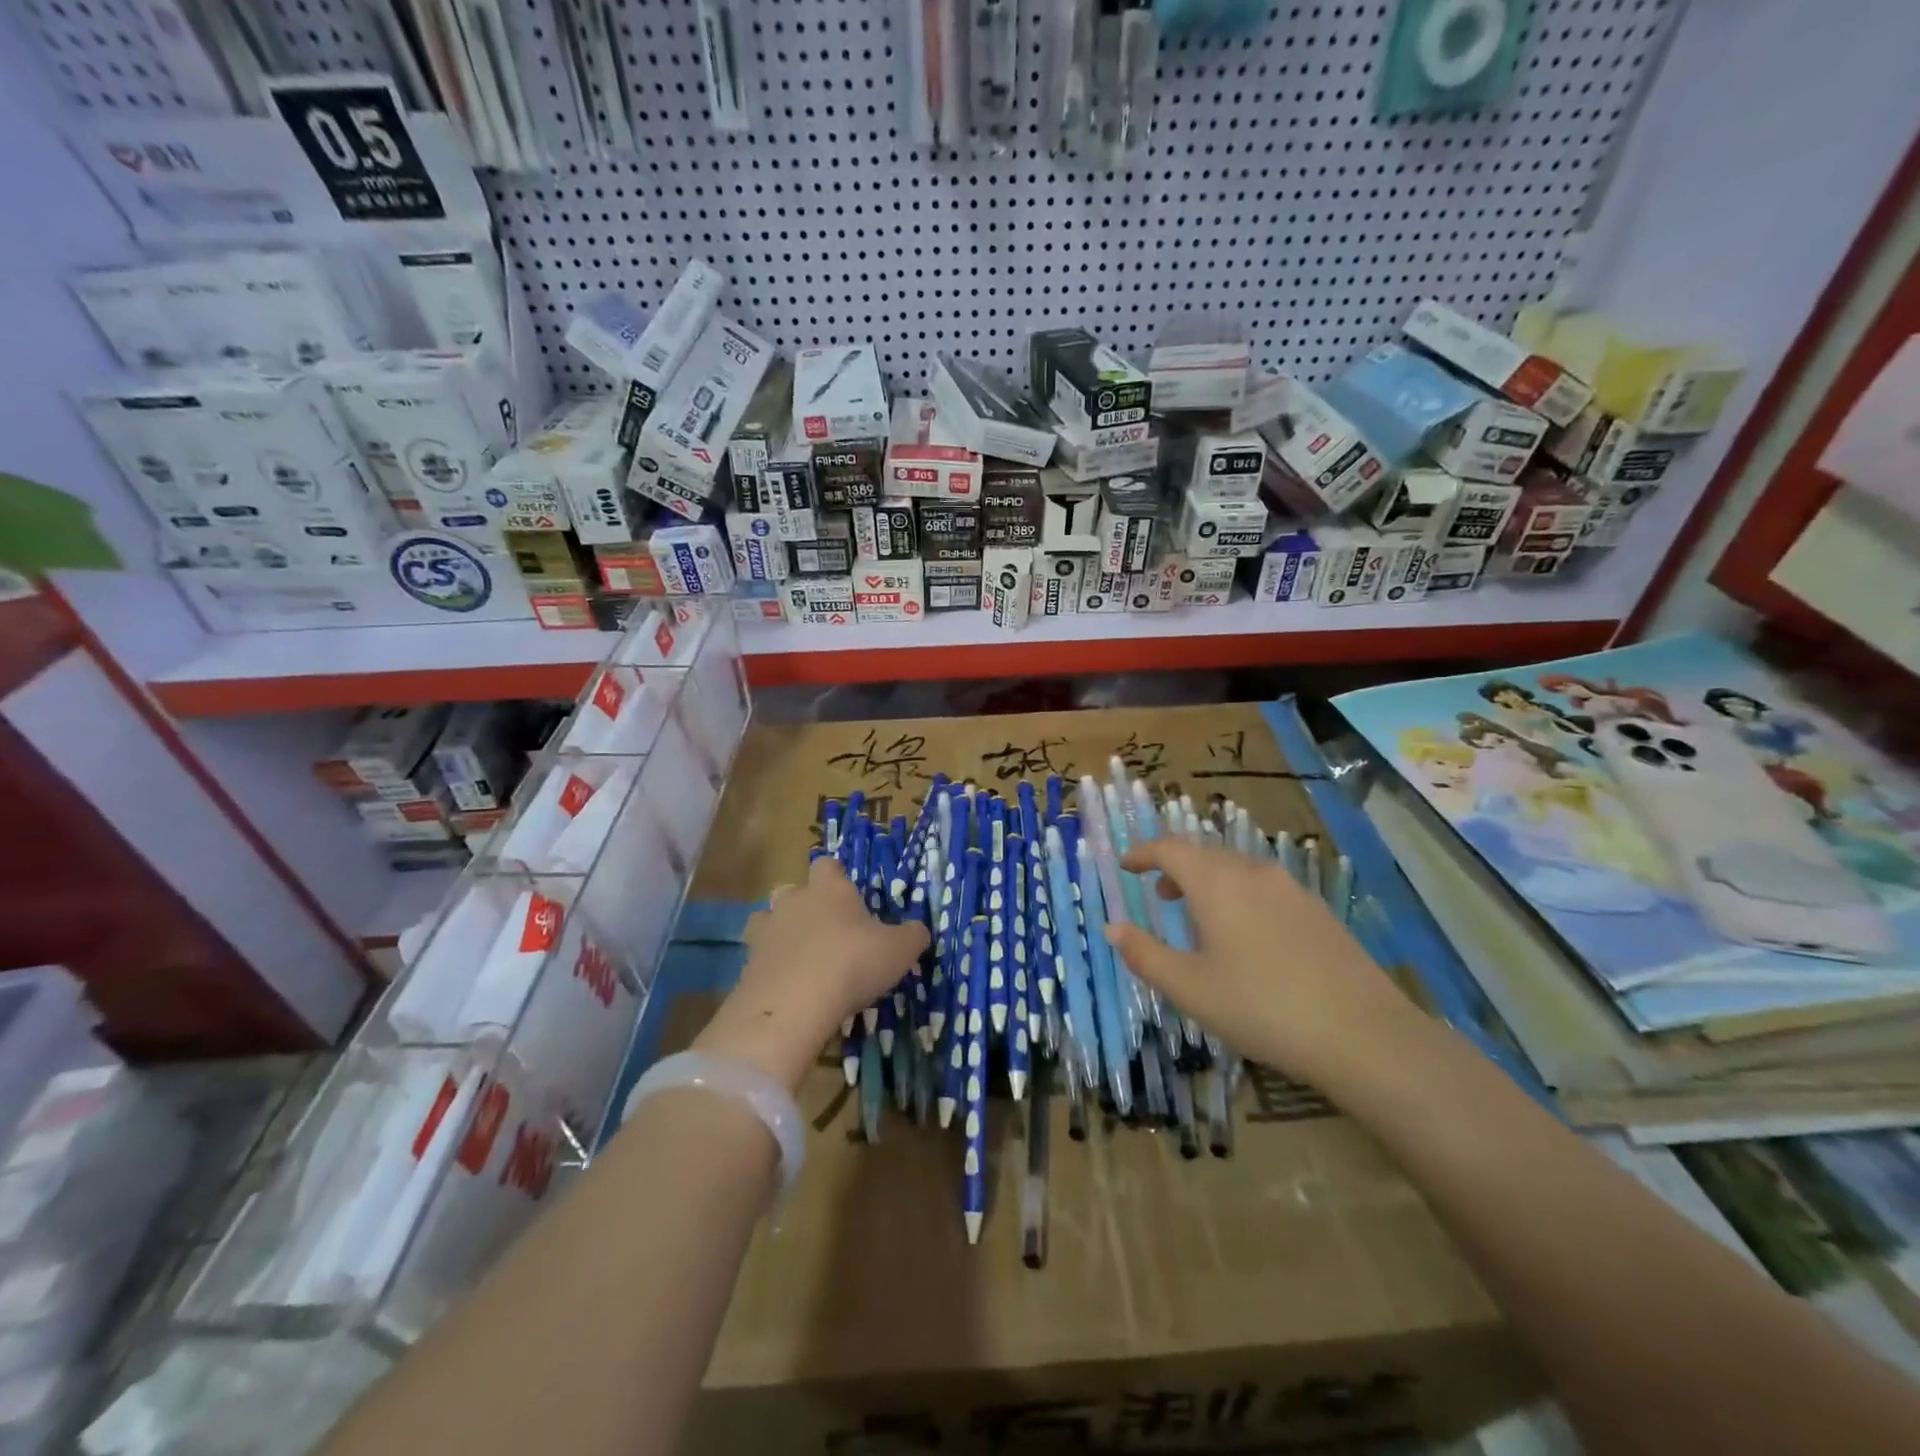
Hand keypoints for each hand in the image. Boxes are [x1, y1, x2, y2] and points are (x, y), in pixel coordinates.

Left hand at [695, 856, 929, 1090]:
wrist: (793, 1004)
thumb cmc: (852, 963)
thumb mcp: (899, 950)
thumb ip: (912, 936)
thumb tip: (917, 931)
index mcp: (829, 889)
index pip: (827, 865)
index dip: (836, 878)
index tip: (849, 898)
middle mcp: (793, 901)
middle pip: (792, 890)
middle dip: (804, 905)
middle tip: (826, 932)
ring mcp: (764, 932)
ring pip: (768, 920)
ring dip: (781, 934)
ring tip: (800, 959)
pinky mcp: (746, 965)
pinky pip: (758, 958)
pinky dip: (771, 968)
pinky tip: (787, 988)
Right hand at [1106, 839, 1421, 1090]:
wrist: (1364, 1034)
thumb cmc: (1261, 1007)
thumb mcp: (1189, 988)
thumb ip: (1145, 954)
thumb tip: (1113, 927)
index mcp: (1217, 883)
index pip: (1171, 849)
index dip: (1144, 853)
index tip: (1126, 865)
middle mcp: (1254, 873)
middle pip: (1206, 854)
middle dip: (1176, 868)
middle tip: (1159, 893)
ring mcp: (1292, 889)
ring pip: (1238, 870)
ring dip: (1210, 882)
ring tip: (1199, 917)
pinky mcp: (1319, 911)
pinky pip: (1265, 888)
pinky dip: (1240, 896)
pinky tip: (1247, 936)